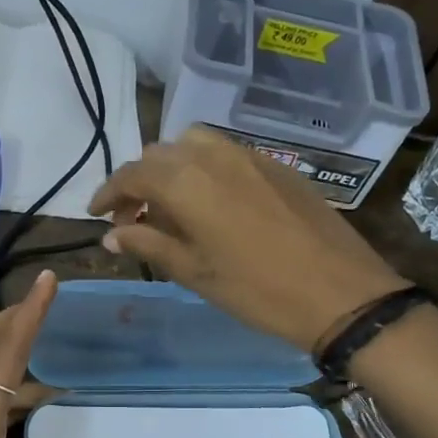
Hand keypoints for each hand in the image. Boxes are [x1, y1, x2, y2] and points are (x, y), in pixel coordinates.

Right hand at [89, 126, 409, 351]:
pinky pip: (226, 153)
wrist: (340, 292)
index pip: (131, 174)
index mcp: (186, 181)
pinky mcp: (276, 164)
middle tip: (133, 218)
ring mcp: (249, 155)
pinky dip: (204, 168)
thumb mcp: (195, 272)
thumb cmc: (257, 290)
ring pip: (193, 145)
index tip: (96, 215)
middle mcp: (213, 155)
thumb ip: (149, 244)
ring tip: (171, 206)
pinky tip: (211, 203)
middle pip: (159, 154)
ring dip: (172, 169)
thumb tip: (112, 234)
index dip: (108, 193)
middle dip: (139, 182)